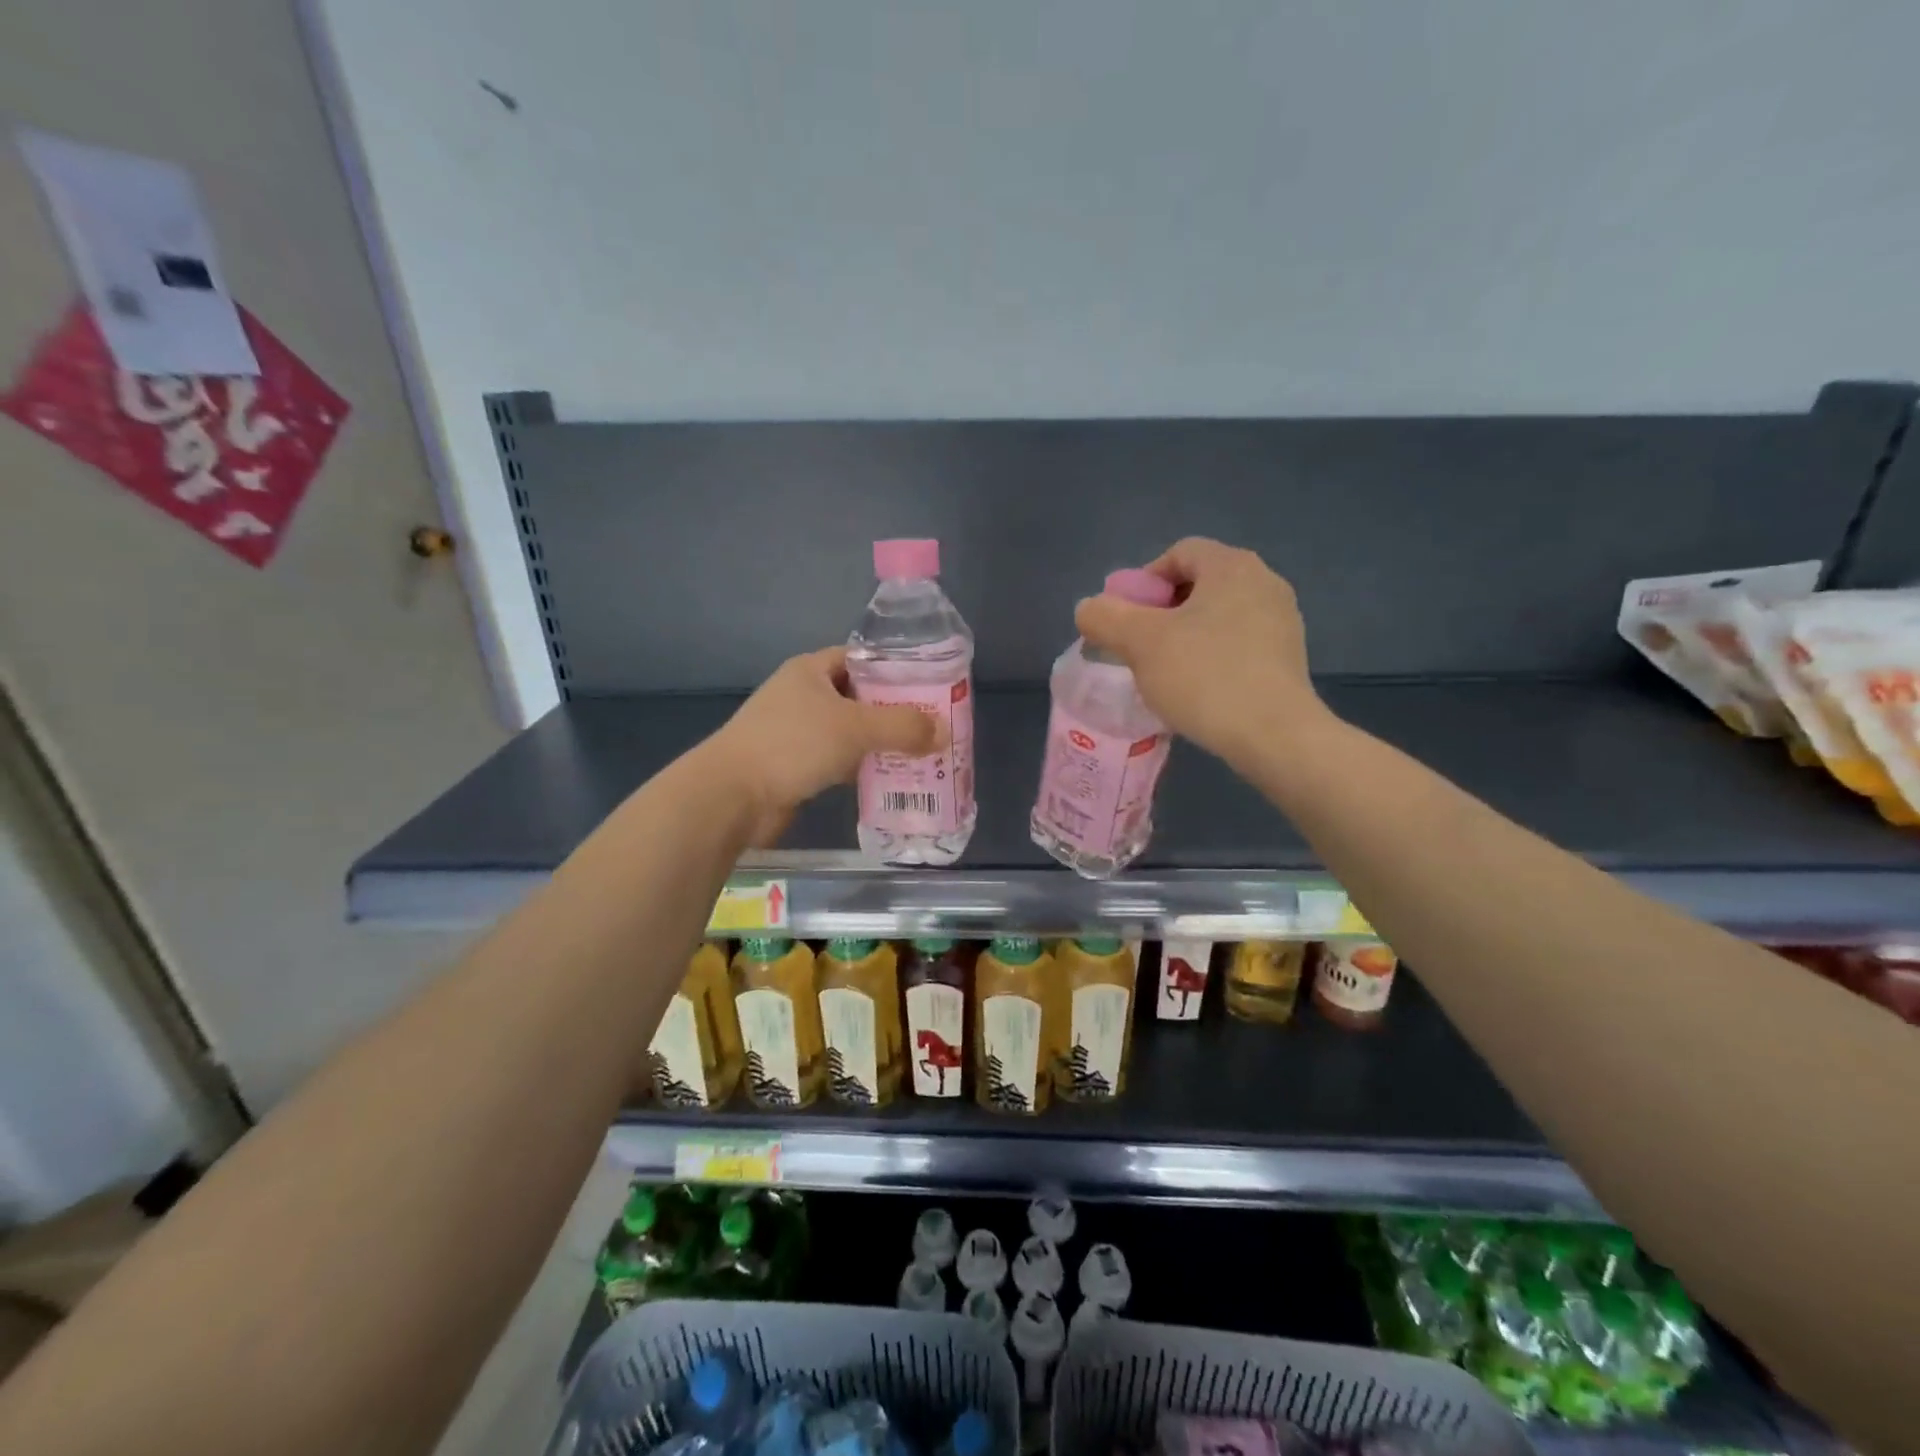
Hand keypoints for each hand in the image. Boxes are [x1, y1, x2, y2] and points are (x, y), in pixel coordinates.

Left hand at [704, 647, 941, 844]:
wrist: (733, 795)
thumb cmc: (793, 744)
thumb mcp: (855, 727)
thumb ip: (902, 726)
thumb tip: (943, 732)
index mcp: (811, 670)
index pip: (861, 659)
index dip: (895, 669)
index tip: (929, 686)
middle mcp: (802, 695)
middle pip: (859, 696)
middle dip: (894, 711)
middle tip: (932, 725)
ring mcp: (796, 731)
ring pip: (849, 731)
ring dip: (879, 742)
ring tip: (921, 752)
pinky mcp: (794, 765)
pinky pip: (837, 760)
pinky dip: (861, 767)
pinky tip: (889, 778)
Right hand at [1074, 537, 1329, 766]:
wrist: (1273, 735)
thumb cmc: (1204, 676)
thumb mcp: (1139, 643)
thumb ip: (1104, 617)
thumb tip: (1089, 609)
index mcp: (1232, 566)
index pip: (1178, 553)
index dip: (1143, 581)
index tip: (1126, 620)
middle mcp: (1264, 582)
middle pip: (1198, 584)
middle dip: (1161, 612)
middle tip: (1139, 647)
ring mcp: (1282, 621)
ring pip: (1217, 617)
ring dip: (1185, 637)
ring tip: (1164, 673)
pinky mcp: (1288, 658)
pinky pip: (1237, 644)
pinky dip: (1211, 658)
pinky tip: (1197, 690)